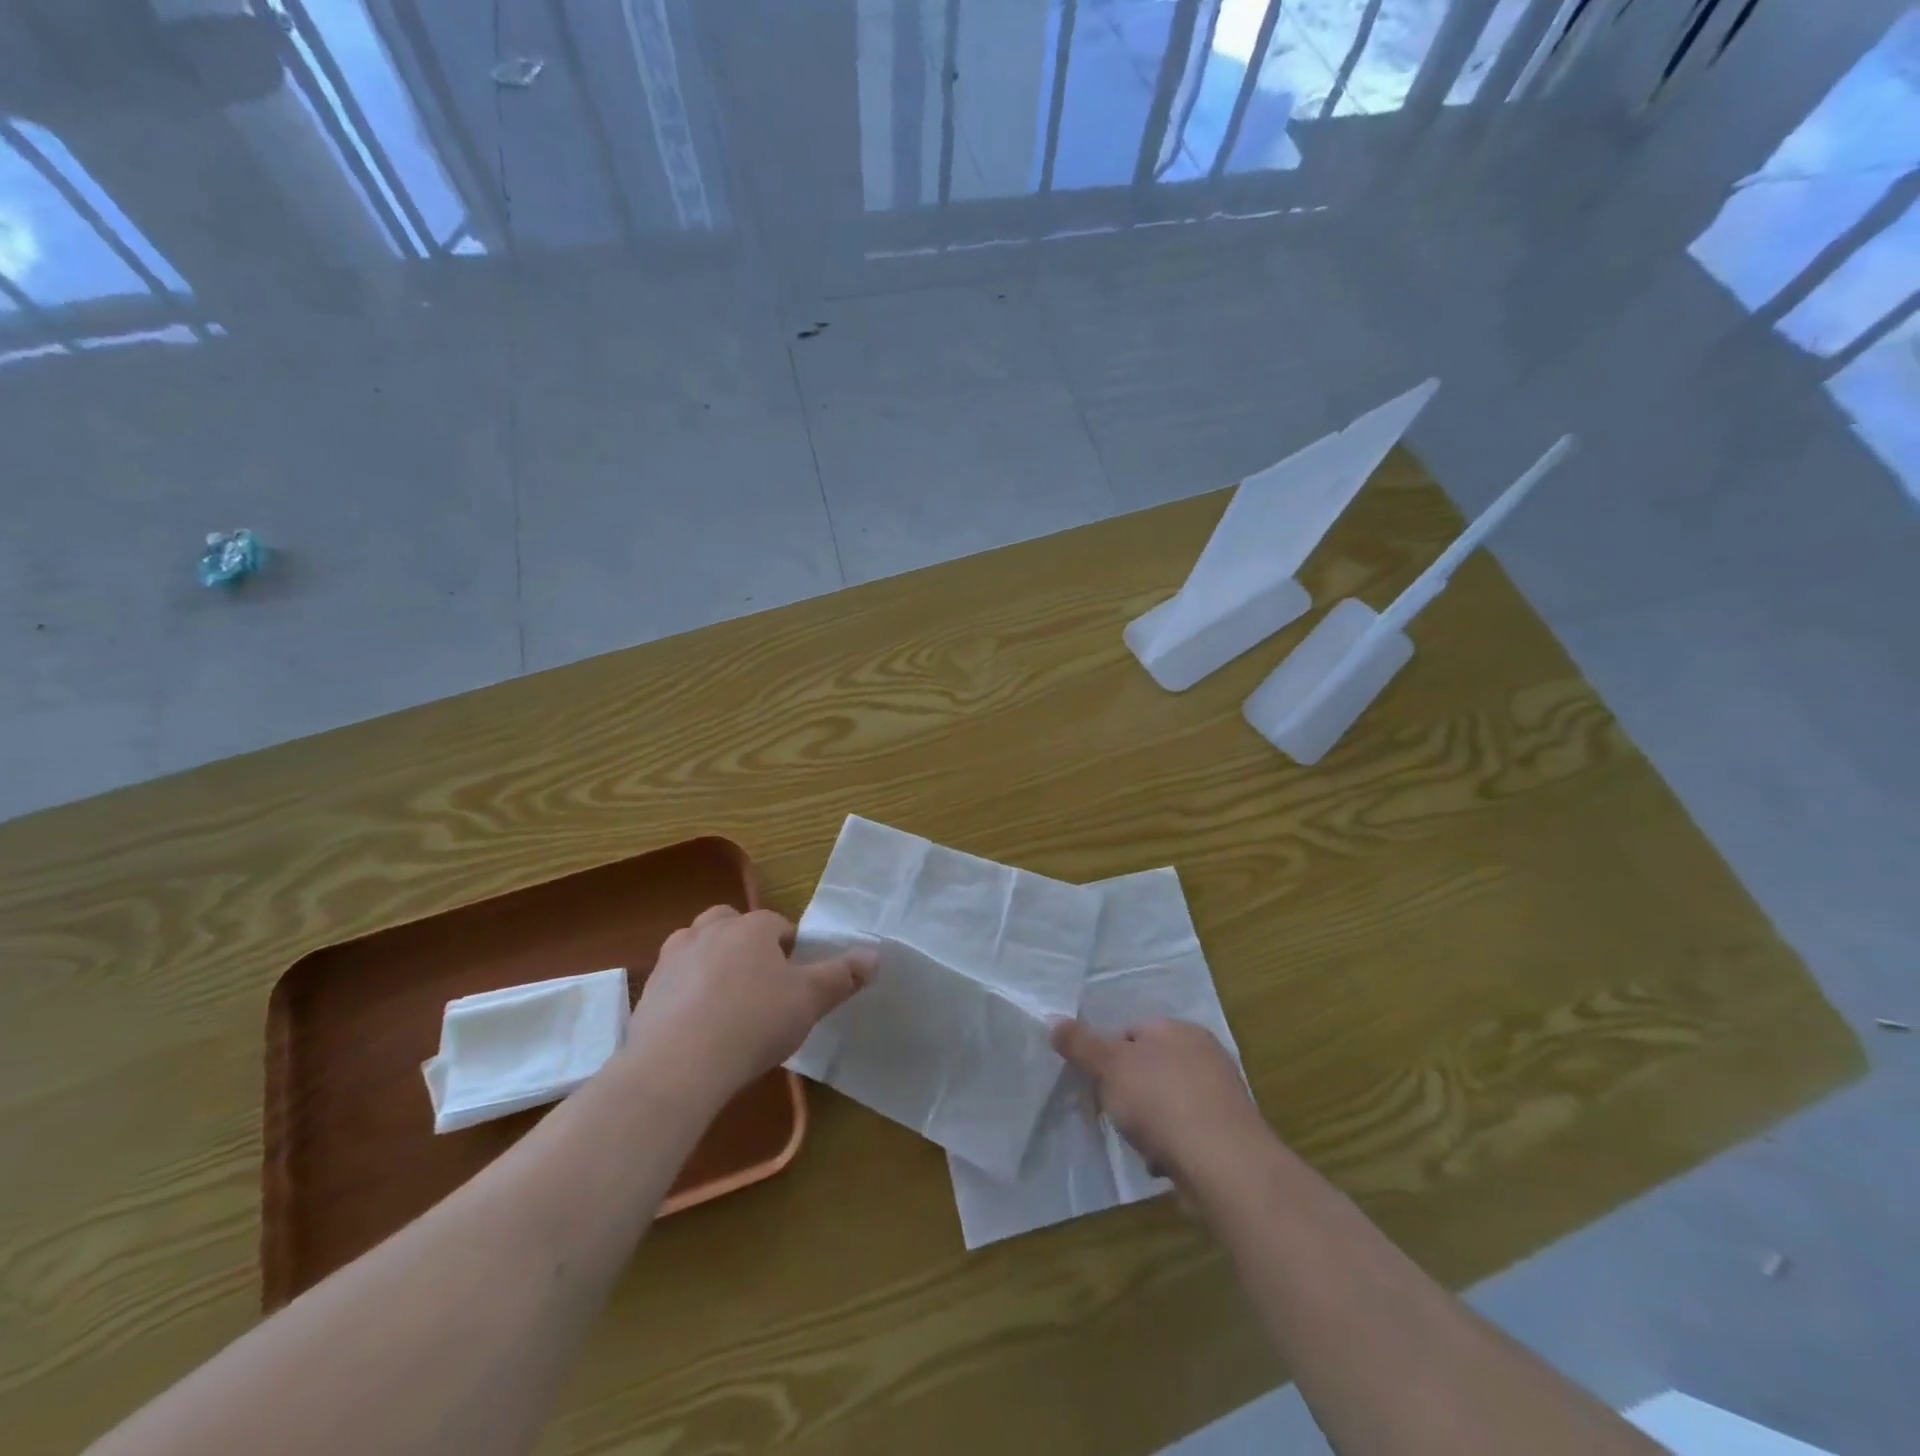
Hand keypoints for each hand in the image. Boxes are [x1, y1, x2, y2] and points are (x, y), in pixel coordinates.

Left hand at [626, 906, 874, 1106]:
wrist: (679, 1065)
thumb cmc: (754, 1022)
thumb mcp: (810, 1000)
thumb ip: (843, 976)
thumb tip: (875, 955)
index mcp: (751, 927)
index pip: (778, 925)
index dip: (790, 950)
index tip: (795, 982)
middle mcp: (709, 931)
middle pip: (731, 924)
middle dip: (745, 944)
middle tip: (759, 983)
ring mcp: (673, 959)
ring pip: (697, 947)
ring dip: (711, 964)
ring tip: (726, 1003)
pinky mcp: (647, 992)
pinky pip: (674, 983)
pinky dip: (686, 995)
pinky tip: (697, 1028)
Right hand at [1051, 1017, 1269, 1190]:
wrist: (1225, 1166)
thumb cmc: (1162, 1102)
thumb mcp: (1110, 1066)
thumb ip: (1081, 1044)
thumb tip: (1053, 1019)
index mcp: (1178, 1029)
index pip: (1132, 1032)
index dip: (1108, 1056)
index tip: (1095, 1082)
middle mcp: (1204, 1055)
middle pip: (1149, 1068)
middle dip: (1127, 1093)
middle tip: (1112, 1112)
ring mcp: (1219, 1096)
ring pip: (1165, 1103)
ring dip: (1148, 1124)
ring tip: (1138, 1142)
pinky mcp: (1227, 1135)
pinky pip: (1185, 1134)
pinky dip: (1171, 1146)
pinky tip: (1162, 1163)